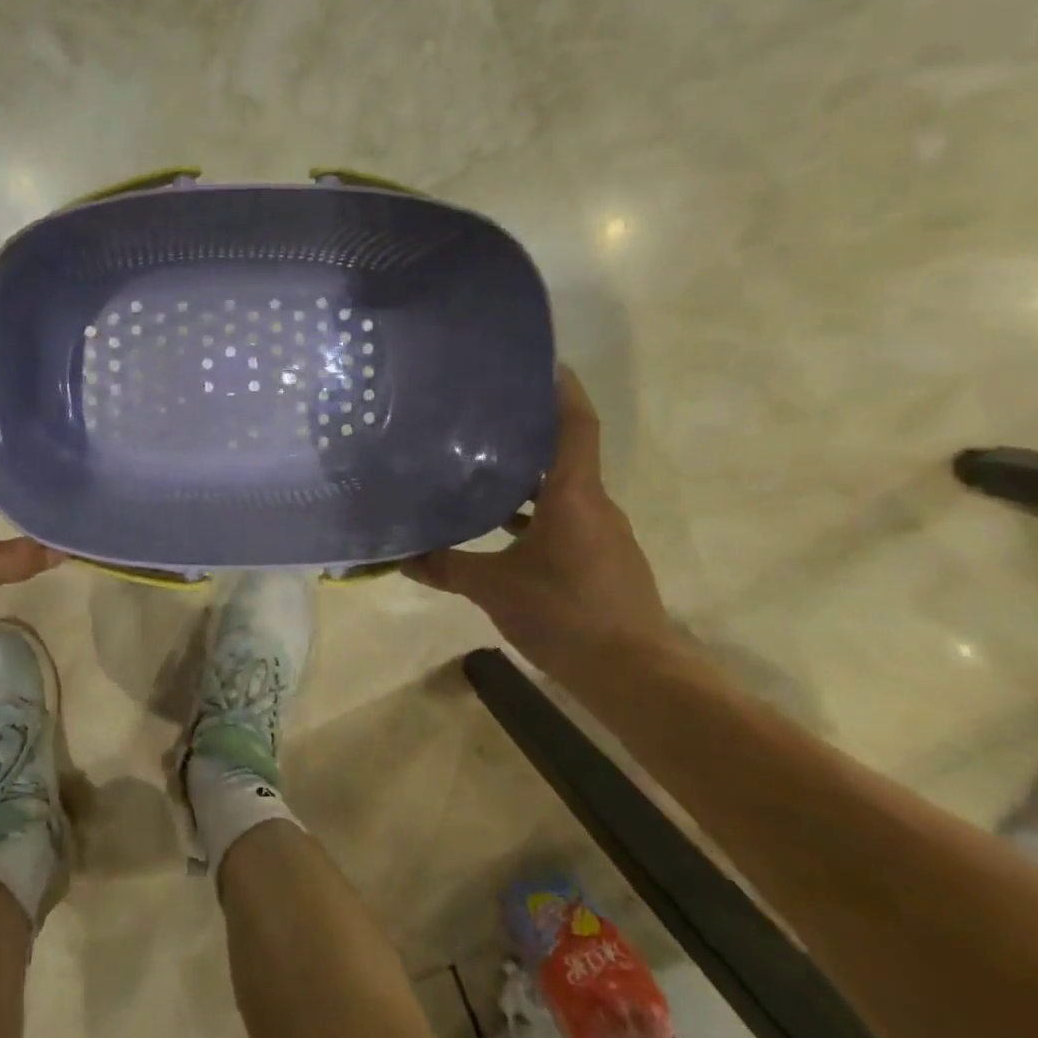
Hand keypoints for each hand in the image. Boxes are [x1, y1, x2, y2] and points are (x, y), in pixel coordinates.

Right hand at [403, 366, 675, 686]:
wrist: (637, 676)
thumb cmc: (567, 615)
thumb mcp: (495, 589)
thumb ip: (447, 567)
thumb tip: (400, 556)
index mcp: (574, 495)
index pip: (575, 425)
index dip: (561, 389)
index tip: (540, 361)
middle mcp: (593, 504)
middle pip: (563, 453)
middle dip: (527, 432)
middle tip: (481, 414)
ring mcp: (601, 533)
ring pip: (561, 489)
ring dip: (527, 477)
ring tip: (480, 466)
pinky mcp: (602, 559)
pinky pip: (565, 518)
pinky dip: (535, 512)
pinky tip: (501, 528)